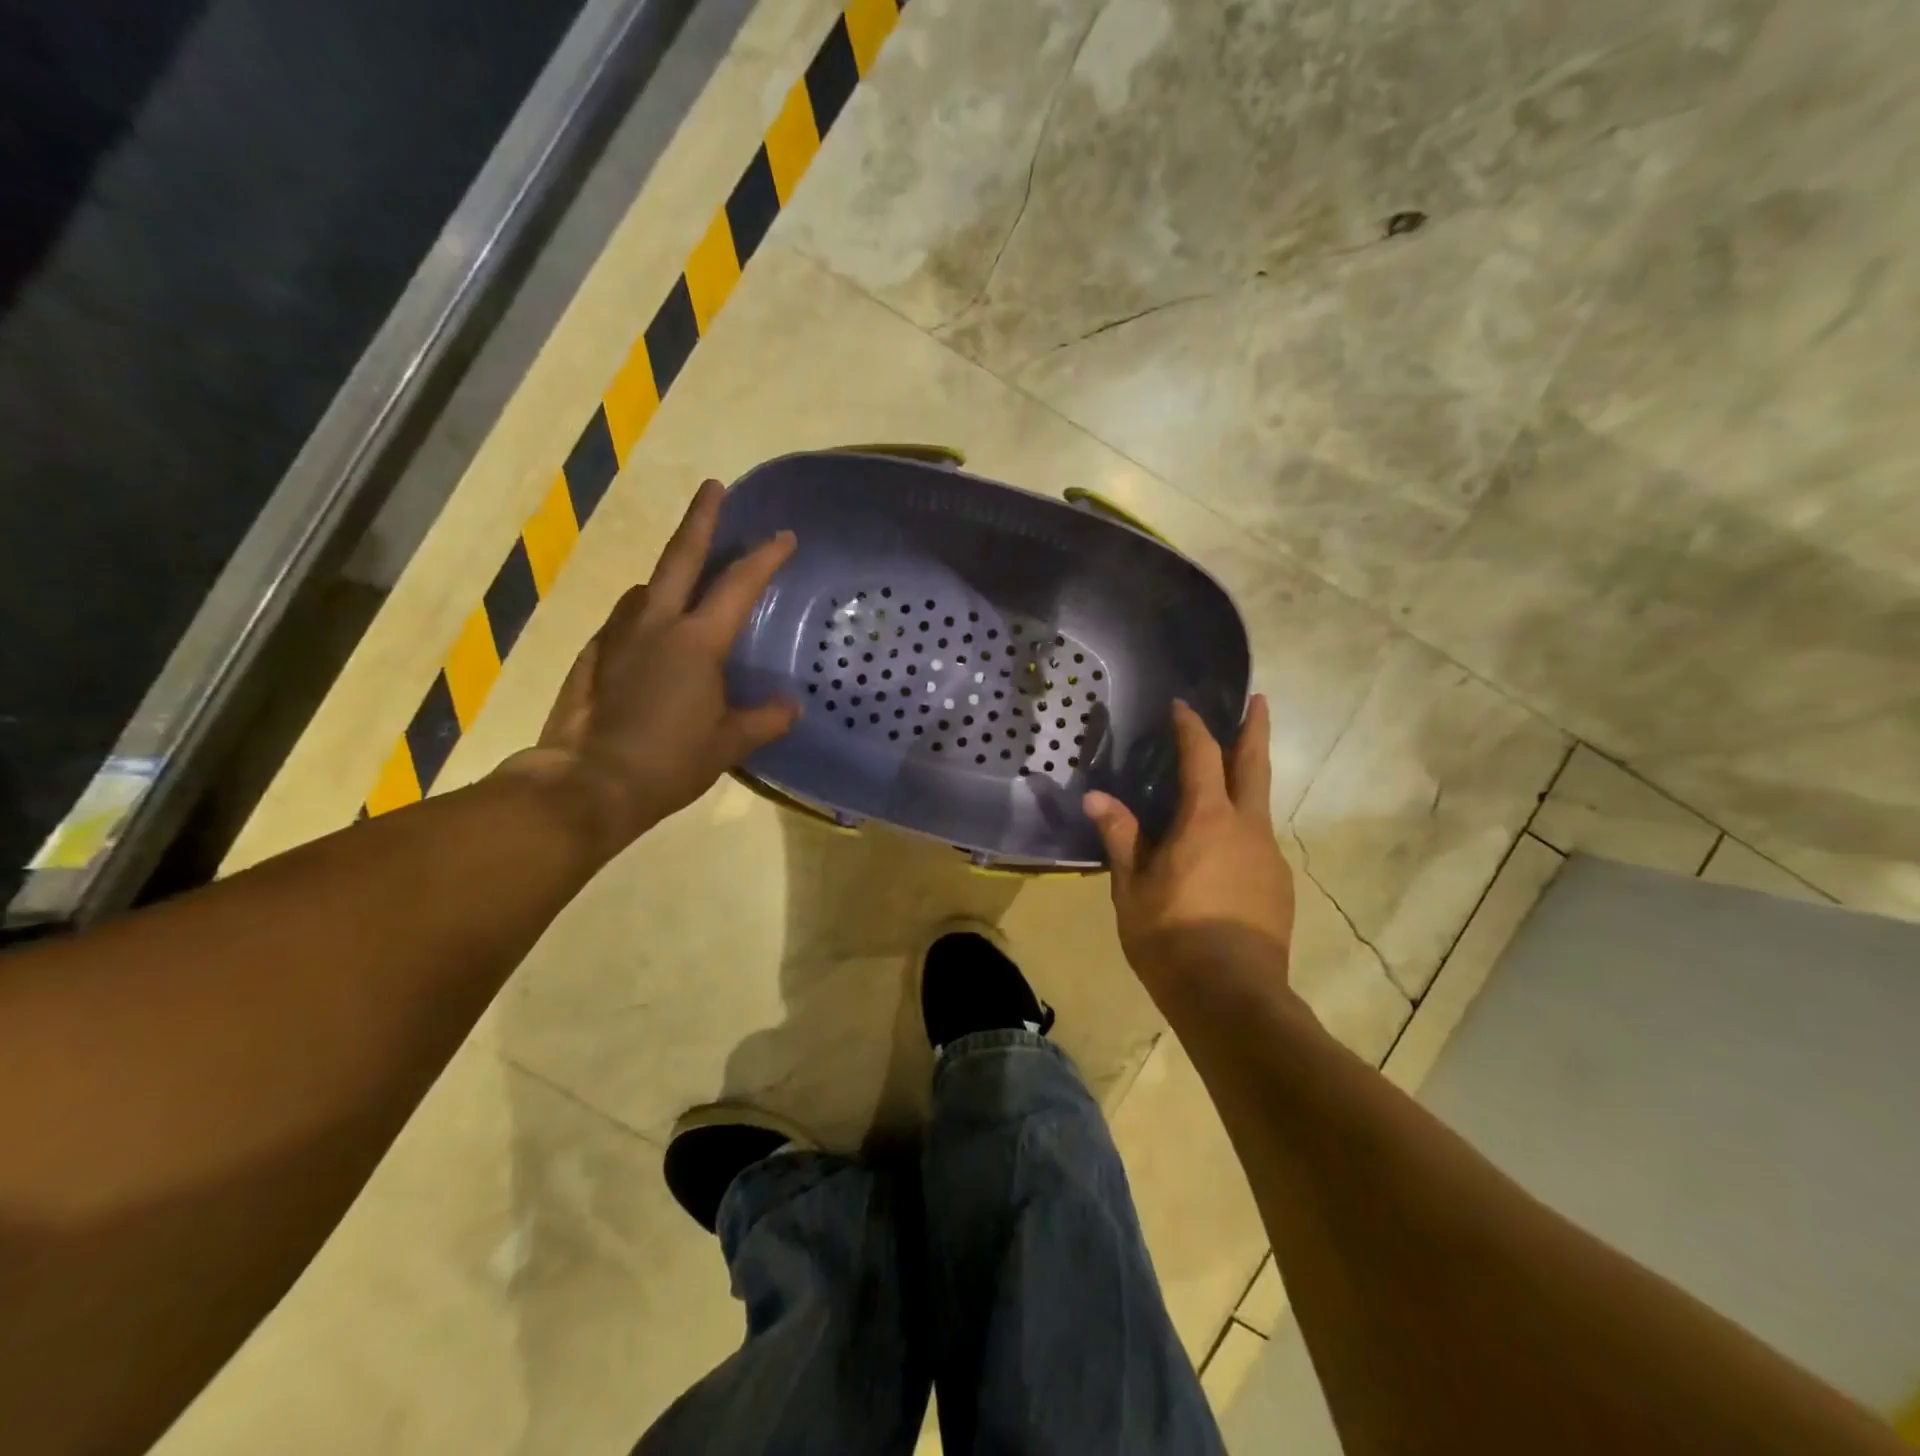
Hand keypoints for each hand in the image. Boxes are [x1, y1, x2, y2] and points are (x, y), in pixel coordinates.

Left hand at [501, 479, 798, 856]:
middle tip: (713, 487)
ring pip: (647, 588)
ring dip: (669, 574)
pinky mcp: (594, 656)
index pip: (739, 586)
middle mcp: (656, 625)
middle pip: (680, 557)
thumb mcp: (728, 744)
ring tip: (685, 578)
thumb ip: (765, 720)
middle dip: (701, 519)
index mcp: (697, 642)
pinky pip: (625, 621)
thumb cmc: (670, 763)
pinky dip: (643, 614)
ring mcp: (618, 637)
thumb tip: (791, 707)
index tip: (784, 535)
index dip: (765, 557)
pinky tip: (647, 631)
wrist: (590, 784)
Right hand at [1083, 696, 1294, 993]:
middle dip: (1255, 729)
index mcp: (1207, 820)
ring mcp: (1269, 857)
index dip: (1191, 727)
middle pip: (1255, 765)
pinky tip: (1223, 854)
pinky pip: (1258, 844)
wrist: (1232, 997)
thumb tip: (1096, 797)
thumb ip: (1121, 837)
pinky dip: (1242, 830)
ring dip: (1247, 783)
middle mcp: (1247, 828)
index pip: (1202, 756)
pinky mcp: (1280, 887)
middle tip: (1259, 700)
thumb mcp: (1133, 887)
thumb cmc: (1171, 936)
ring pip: (1259, 807)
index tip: (1182, 706)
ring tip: (1225, 784)